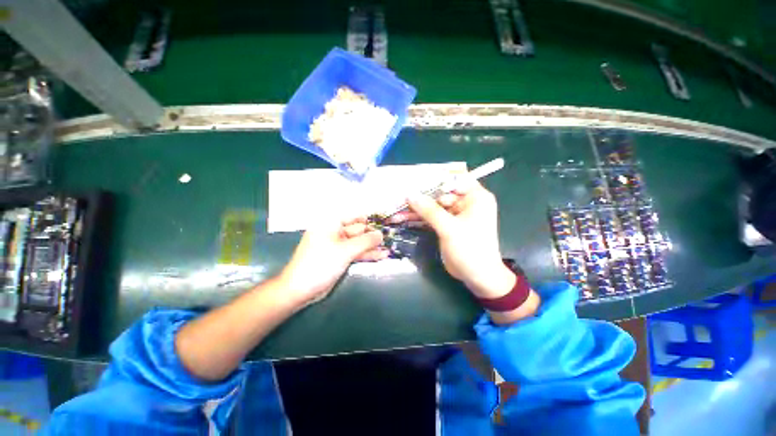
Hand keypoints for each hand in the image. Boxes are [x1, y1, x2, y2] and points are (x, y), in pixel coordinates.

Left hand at [279, 217, 387, 305]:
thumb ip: (365, 241)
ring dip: (372, 246)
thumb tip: (381, 234)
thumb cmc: (321, 264)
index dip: (370, 220)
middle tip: (390, 238)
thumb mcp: (345, 250)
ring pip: (358, 243)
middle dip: (373, 235)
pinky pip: (355, 253)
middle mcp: (334, 232)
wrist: (301, 289)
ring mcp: (337, 246)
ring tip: (388, 248)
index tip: (386, 223)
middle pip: (358, 230)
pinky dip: (367, 254)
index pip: (354, 217)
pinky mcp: (340, 258)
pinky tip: (381, 255)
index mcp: (331, 224)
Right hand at [390, 178, 515, 298]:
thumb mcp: (449, 228)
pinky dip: (418, 218)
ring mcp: (455, 214)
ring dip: (416, 209)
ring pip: (433, 206)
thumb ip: (429, 210)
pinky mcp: (447, 225)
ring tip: (396, 210)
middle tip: (400, 195)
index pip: (454, 178)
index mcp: (475, 197)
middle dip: (420, 196)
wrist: (477, 276)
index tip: (415, 179)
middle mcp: (466, 202)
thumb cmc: (470, 249)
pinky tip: (403, 218)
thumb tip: (410, 194)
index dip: (435, 177)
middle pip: (440, 192)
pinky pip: (431, 217)